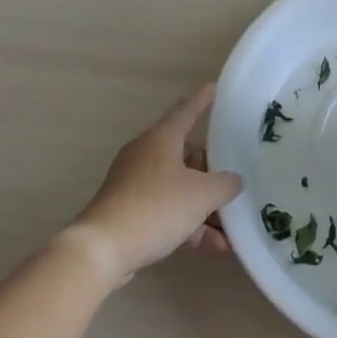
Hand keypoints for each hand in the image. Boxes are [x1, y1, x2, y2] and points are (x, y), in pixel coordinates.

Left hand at [69, 85, 242, 279]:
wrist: (103, 250)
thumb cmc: (156, 208)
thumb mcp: (202, 195)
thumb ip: (225, 185)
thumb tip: (234, 181)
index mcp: (161, 139)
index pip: (186, 111)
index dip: (202, 100)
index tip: (213, 88)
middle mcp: (146, 155)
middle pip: (186, 155)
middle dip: (211, 174)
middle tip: (232, 185)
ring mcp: (134, 184)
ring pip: (178, 188)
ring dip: (204, 207)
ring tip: (229, 231)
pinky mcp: (128, 211)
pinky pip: (166, 210)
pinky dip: (188, 224)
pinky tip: (212, 247)